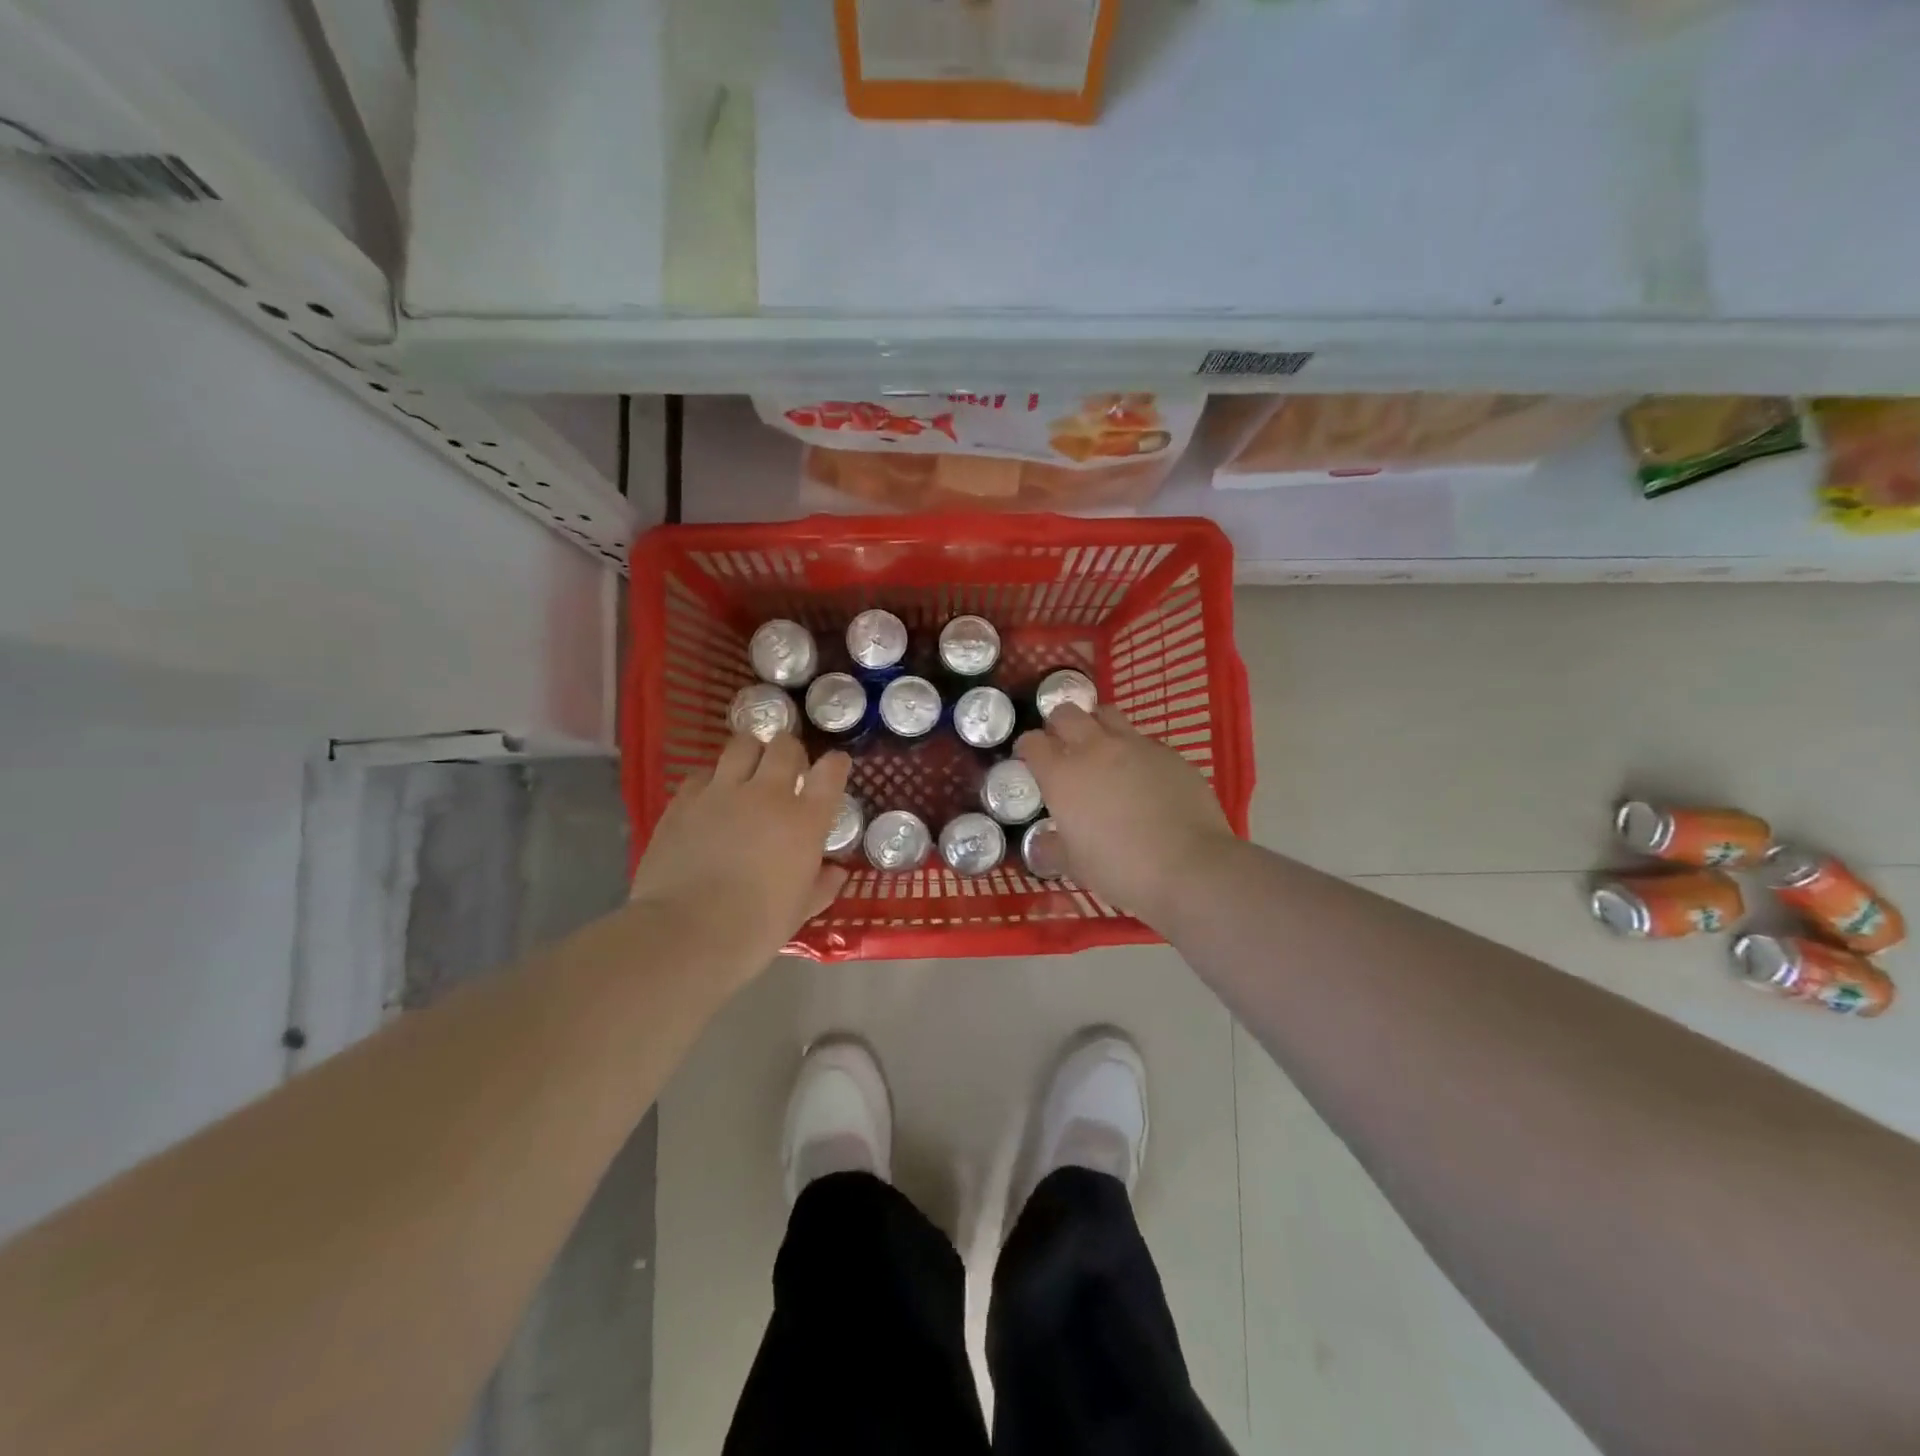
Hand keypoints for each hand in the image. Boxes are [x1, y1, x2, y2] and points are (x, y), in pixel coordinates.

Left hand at [629, 734, 850, 978]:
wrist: (686, 933)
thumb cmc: (755, 928)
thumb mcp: (799, 911)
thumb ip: (822, 886)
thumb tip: (837, 872)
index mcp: (804, 821)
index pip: (830, 773)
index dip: (835, 764)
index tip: (836, 765)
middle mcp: (767, 795)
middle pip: (785, 747)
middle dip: (791, 751)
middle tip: (788, 768)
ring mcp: (722, 793)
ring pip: (742, 745)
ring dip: (751, 752)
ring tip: (749, 768)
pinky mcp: (683, 801)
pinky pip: (702, 774)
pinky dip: (712, 779)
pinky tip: (710, 798)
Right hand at [1016, 704, 1236, 930]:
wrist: (1188, 867)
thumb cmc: (1120, 869)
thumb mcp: (1076, 865)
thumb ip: (1054, 848)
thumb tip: (1042, 844)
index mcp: (1062, 775)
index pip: (1033, 743)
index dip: (1027, 747)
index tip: (1028, 758)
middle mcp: (1095, 749)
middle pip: (1067, 714)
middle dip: (1059, 724)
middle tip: (1063, 744)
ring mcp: (1136, 746)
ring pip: (1107, 714)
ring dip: (1097, 725)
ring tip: (1102, 747)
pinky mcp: (1170, 754)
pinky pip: (1144, 740)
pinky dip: (1134, 750)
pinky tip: (1143, 776)